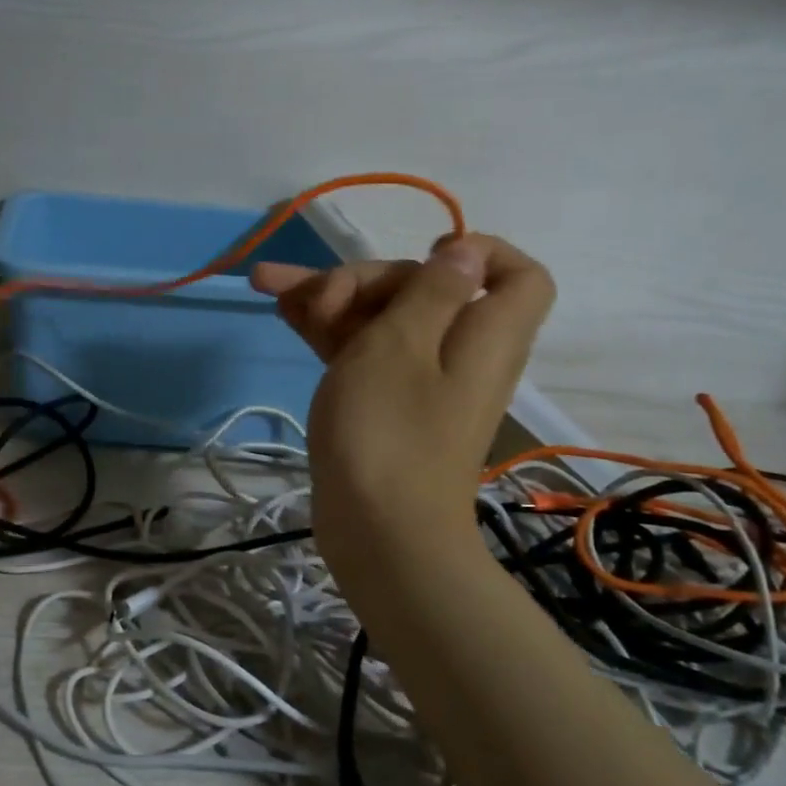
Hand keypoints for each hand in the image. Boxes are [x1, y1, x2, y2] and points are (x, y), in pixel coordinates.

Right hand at [251, 235, 554, 582]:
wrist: (379, 534)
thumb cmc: (389, 431)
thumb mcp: (401, 345)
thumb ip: (431, 292)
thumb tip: (466, 253)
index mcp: (483, 333)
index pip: (516, 275)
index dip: (480, 251)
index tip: (426, 252)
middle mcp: (457, 352)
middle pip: (425, 290)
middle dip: (366, 278)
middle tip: (318, 298)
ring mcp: (416, 381)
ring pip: (380, 320)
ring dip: (329, 298)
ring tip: (269, 284)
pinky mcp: (383, 405)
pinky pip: (360, 351)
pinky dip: (325, 330)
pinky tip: (281, 311)